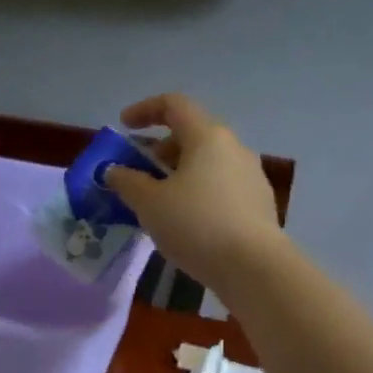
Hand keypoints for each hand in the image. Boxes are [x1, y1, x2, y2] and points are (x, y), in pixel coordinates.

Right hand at [103, 93, 283, 287]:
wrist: (254, 268)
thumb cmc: (196, 225)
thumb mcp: (150, 204)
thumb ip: (127, 182)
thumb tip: (114, 171)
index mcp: (207, 136)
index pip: (174, 105)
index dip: (144, 110)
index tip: (124, 126)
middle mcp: (233, 147)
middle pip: (192, 134)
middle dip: (161, 149)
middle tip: (140, 173)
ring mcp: (250, 175)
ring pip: (207, 162)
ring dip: (179, 173)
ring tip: (160, 202)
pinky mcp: (258, 202)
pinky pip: (220, 185)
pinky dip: (198, 192)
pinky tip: (187, 222)